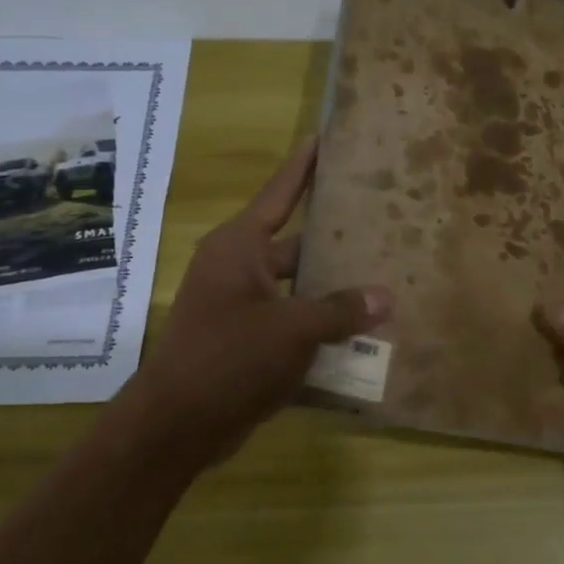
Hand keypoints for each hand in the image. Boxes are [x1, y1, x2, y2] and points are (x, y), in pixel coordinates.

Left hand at [126, 137, 391, 465]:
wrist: (177, 425)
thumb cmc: (230, 358)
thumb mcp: (293, 329)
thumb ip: (341, 309)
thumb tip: (385, 297)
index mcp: (239, 248)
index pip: (279, 194)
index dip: (302, 167)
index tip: (322, 138)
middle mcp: (237, 269)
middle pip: (294, 243)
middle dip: (333, 237)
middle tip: (377, 220)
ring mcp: (240, 306)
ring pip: (296, 286)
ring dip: (331, 288)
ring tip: (380, 277)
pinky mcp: (245, 340)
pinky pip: (291, 321)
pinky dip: (319, 324)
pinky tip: (359, 331)